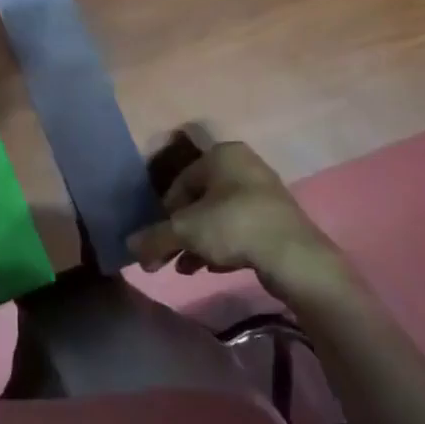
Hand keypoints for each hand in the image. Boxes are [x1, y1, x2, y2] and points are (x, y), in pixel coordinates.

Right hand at [128, 137, 355, 307]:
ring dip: (198, 243)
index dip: (164, 215)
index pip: (179, 183)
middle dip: (180, 233)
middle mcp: (243, 165)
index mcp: (221, 154)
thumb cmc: (234, 226)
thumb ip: (154, 237)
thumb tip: (129, 246)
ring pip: (218, 217)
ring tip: (186, 269)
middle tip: (167, 259)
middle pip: (199, 202)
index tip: (158, 241)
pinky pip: (240, 229)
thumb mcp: (185, 231)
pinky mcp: (278, 219)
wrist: (295, 257)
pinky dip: (223, 247)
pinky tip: (213, 269)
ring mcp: (264, 192)